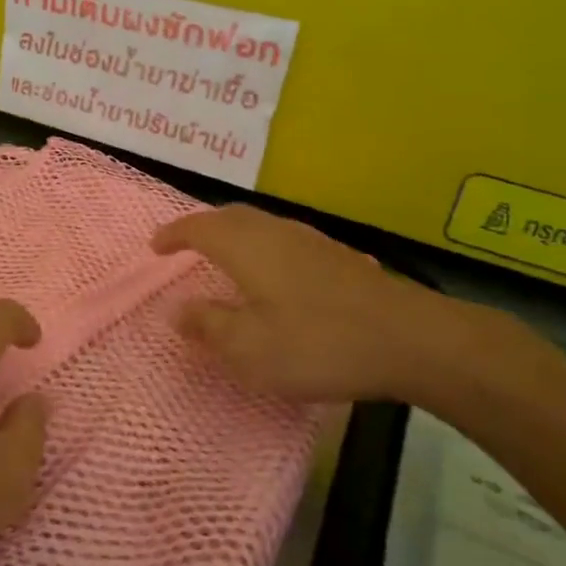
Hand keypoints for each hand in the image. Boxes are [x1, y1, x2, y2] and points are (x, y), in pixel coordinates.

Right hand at [152, 205, 500, 406]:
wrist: (411, 340)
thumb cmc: (317, 343)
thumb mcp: (249, 348)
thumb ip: (208, 325)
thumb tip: (176, 309)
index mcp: (246, 247)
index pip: (198, 228)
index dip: (173, 234)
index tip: (155, 247)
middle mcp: (276, 232)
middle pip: (230, 217)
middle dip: (202, 227)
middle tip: (184, 245)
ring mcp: (311, 241)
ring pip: (260, 225)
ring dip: (234, 235)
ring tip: (223, 258)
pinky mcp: (339, 257)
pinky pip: (284, 240)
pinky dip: (262, 248)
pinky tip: (274, 275)